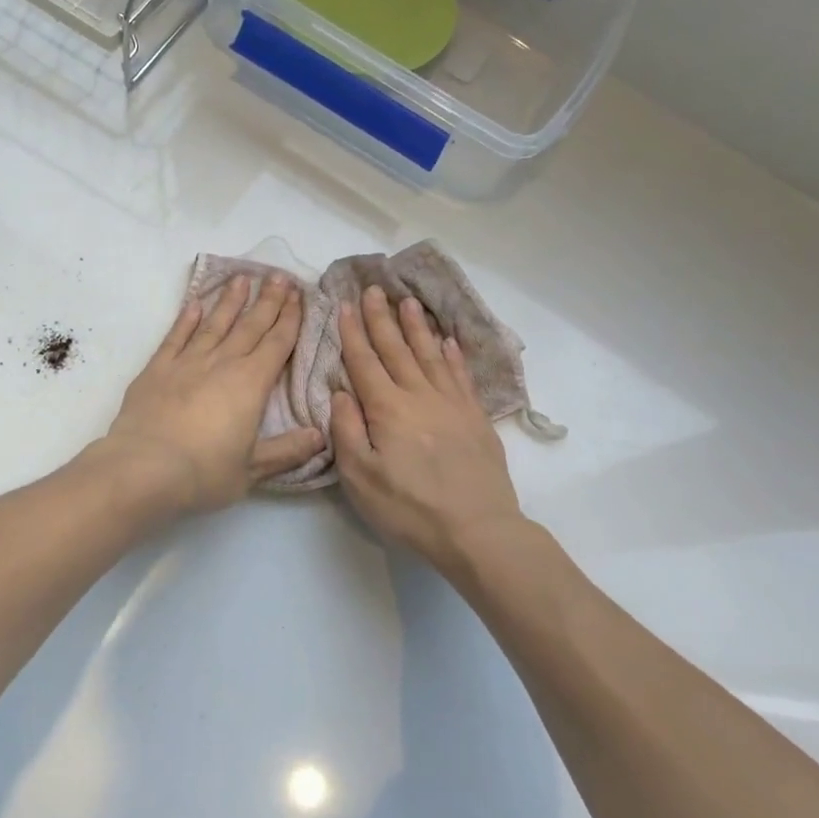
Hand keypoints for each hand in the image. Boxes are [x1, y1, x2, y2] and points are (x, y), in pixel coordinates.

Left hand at [96, 275, 324, 514]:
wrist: (143, 470)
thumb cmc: (203, 473)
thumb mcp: (252, 470)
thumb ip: (287, 451)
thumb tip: (320, 436)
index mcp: (251, 384)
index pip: (277, 344)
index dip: (290, 319)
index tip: (298, 295)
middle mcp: (222, 364)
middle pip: (250, 326)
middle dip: (267, 301)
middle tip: (278, 275)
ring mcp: (187, 363)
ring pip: (214, 324)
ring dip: (230, 301)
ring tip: (242, 278)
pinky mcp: (156, 369)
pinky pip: (176, 337)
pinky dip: (186, 319)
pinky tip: (195, 303)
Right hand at [331, 286, 527, 575]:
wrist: (477, 529)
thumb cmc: (409, 508)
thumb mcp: (361, 478)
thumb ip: (347, 430)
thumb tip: (341, 392)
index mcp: (387, 409)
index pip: (365, 362)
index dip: (353, 333)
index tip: (346, 305)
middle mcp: (419, 396)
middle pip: (397, 349)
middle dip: (382, 318)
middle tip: (374, 289)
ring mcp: (452, 403)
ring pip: (430, 354)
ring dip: (417, 327)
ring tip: (408, 301)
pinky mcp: (475, 416)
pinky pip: (460, 375)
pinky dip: (452, 354)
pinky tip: (447, 341)